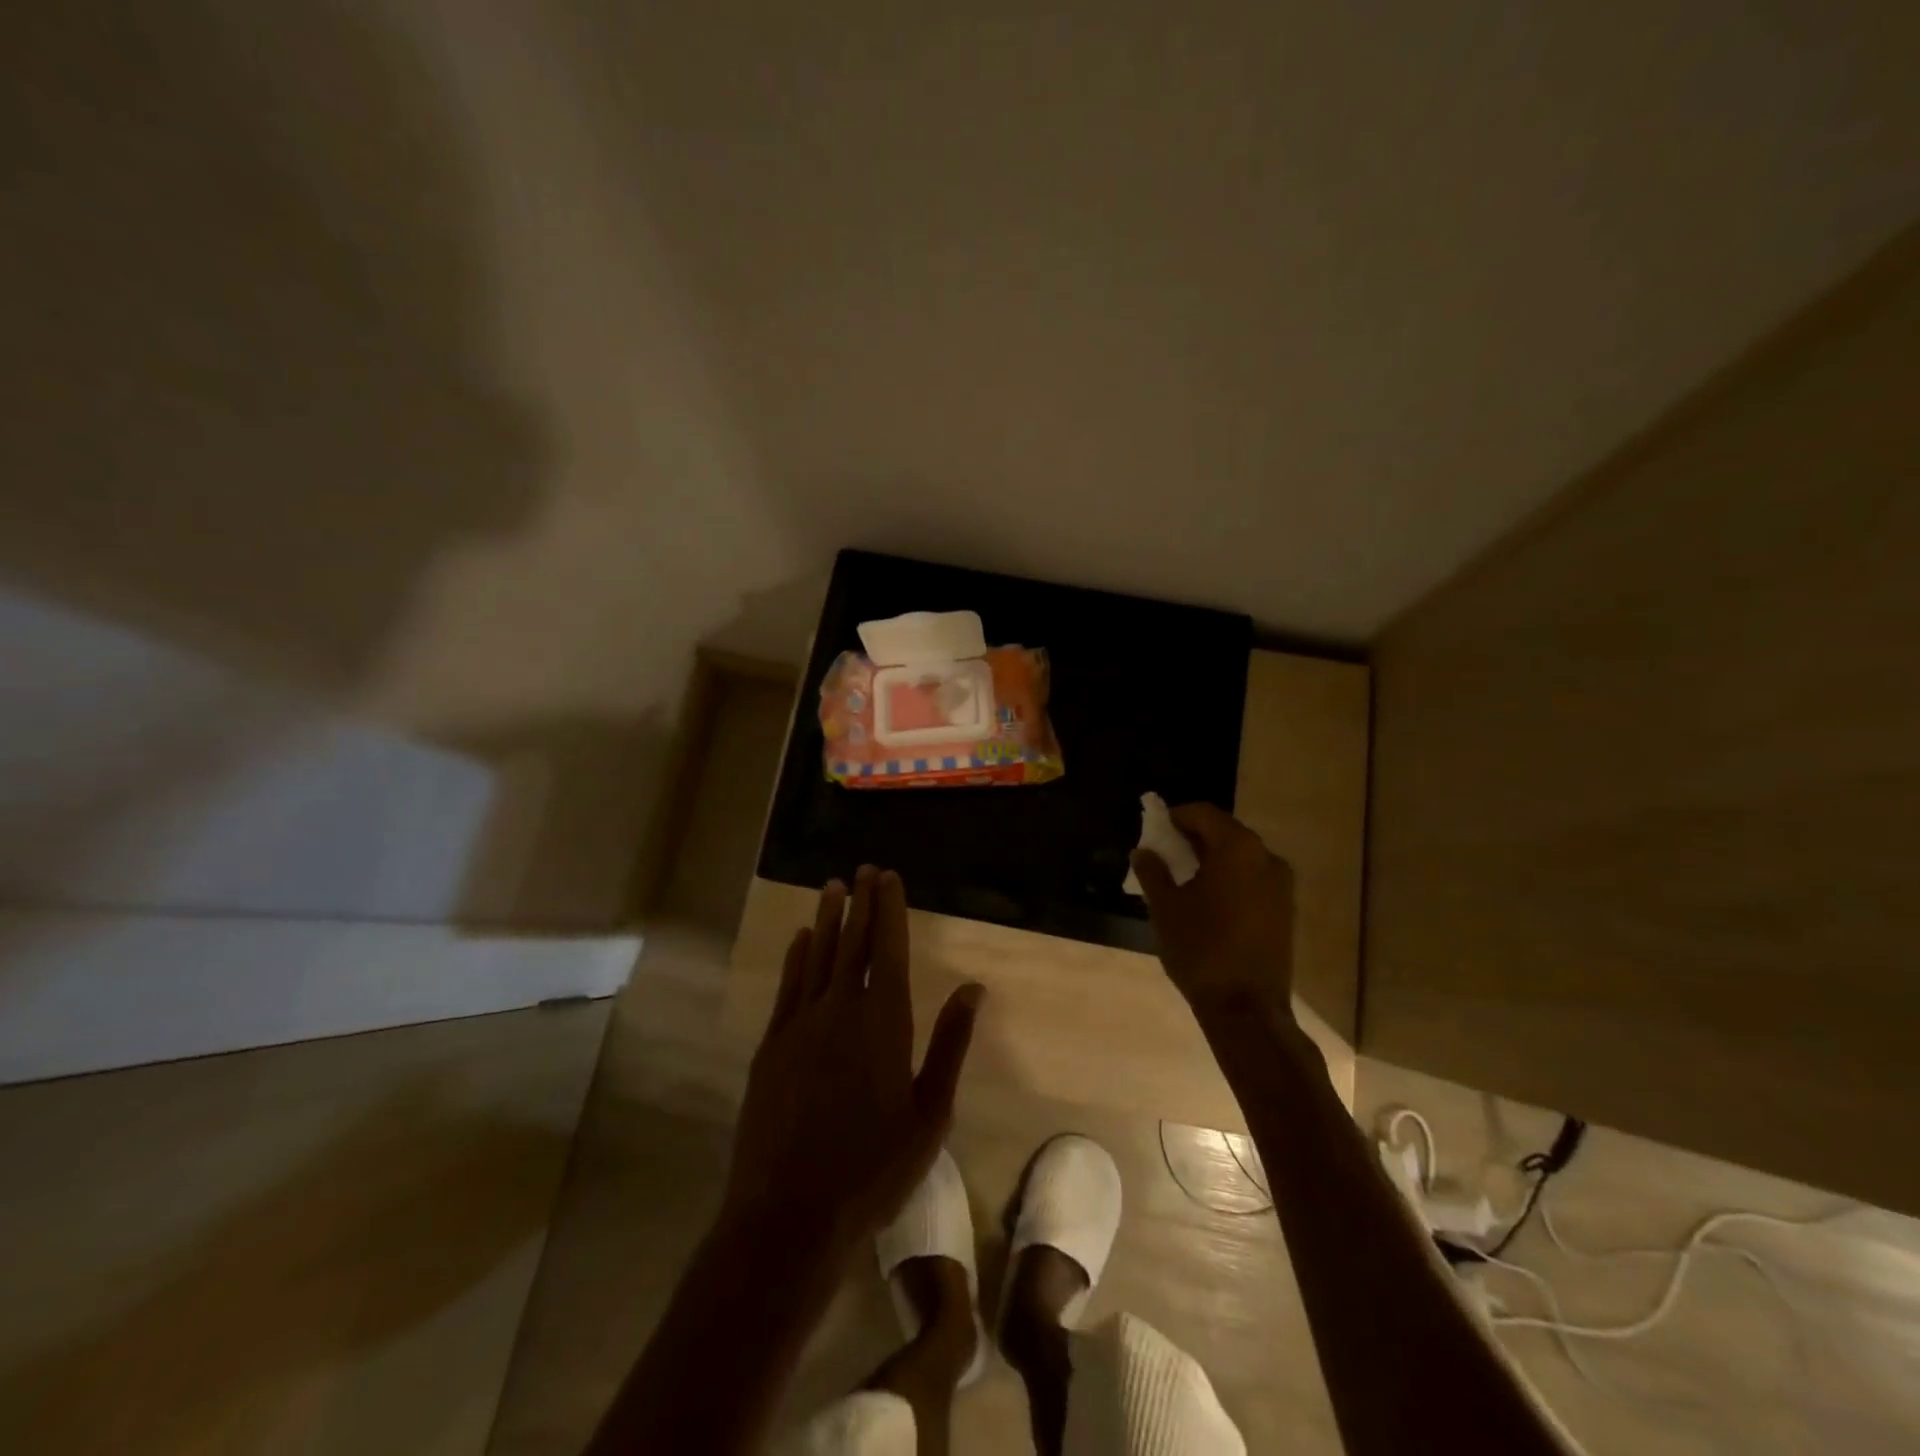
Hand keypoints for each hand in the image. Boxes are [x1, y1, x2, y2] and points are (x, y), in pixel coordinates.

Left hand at [724, 866, 983, 1254]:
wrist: (789, 1214)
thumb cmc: (872, 1169)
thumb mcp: (929, 1114)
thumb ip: (950, 1045)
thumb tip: (974, 989)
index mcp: (883, 1022)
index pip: (887, 948)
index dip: (889, 909)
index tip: (888, 876)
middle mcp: (840, 1009)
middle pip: (852, 942)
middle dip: (861, 903)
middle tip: (864, 870)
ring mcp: (800, 1024)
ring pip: (817, 956)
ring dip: (827, 919)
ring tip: (833, 886)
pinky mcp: (771, 1046)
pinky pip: (787, 987)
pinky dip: (796, 957)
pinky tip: (802, 938)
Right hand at [1129, 802, 1295, 1017]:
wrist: (1247, 1008)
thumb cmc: (1200, 949)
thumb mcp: (1165, 907)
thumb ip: (1153, 872)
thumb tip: (1144, 851)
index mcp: (1237, 848)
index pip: (1203, 813)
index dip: (1176, 817)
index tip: (1155, 830)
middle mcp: (1266, 857)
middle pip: (1225, 831)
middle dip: (1194, 837)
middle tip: (1165, 853)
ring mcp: (1282, 884)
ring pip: (1241, 856)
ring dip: (1212, 858)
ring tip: (1184, 878)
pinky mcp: (1286, 909)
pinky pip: (1253, 878)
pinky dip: (1230, 878)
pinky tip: (1208, 900)